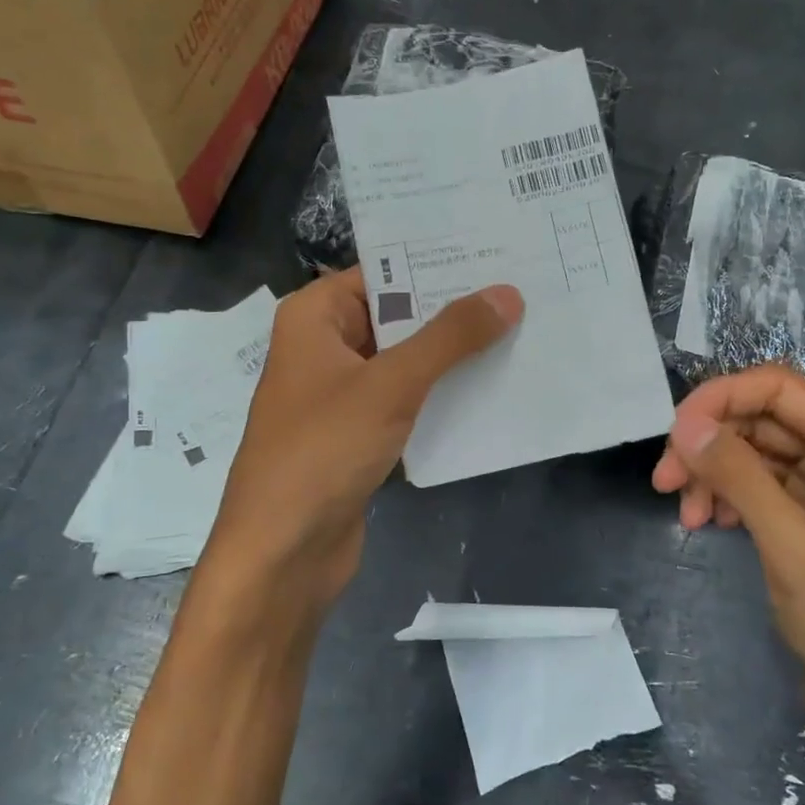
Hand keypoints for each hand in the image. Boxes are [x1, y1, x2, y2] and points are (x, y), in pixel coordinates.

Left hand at [200, 269, 522, 634]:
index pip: (383, 269)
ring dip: (453, 353)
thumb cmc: (323, 451)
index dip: (436, 261)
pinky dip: (442, 392)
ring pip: (407, 358)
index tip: (495, 250)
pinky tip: (492, 385)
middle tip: (521, 288)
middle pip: (398, 313)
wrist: (283, 554)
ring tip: (519, 329)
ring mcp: (343, 392)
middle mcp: (326, 346)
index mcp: (315, 317)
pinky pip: (408, 398)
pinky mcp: (360, 432)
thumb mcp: (391, 384)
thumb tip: (507, 294)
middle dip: (454, 308)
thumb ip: (450, 337)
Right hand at [652, 366, 804, 770]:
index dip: (720, 400)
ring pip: (755, 453)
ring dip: (714, 474)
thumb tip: (685, 423)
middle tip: (664, 481)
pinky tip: (708, 523)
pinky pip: (760, 487)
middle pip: (763, 420)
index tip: (673, 434)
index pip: (780, 390)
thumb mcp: (793, 548)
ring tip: (685, 514)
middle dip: (710, 444)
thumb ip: (740, 477)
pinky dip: (728, 497)